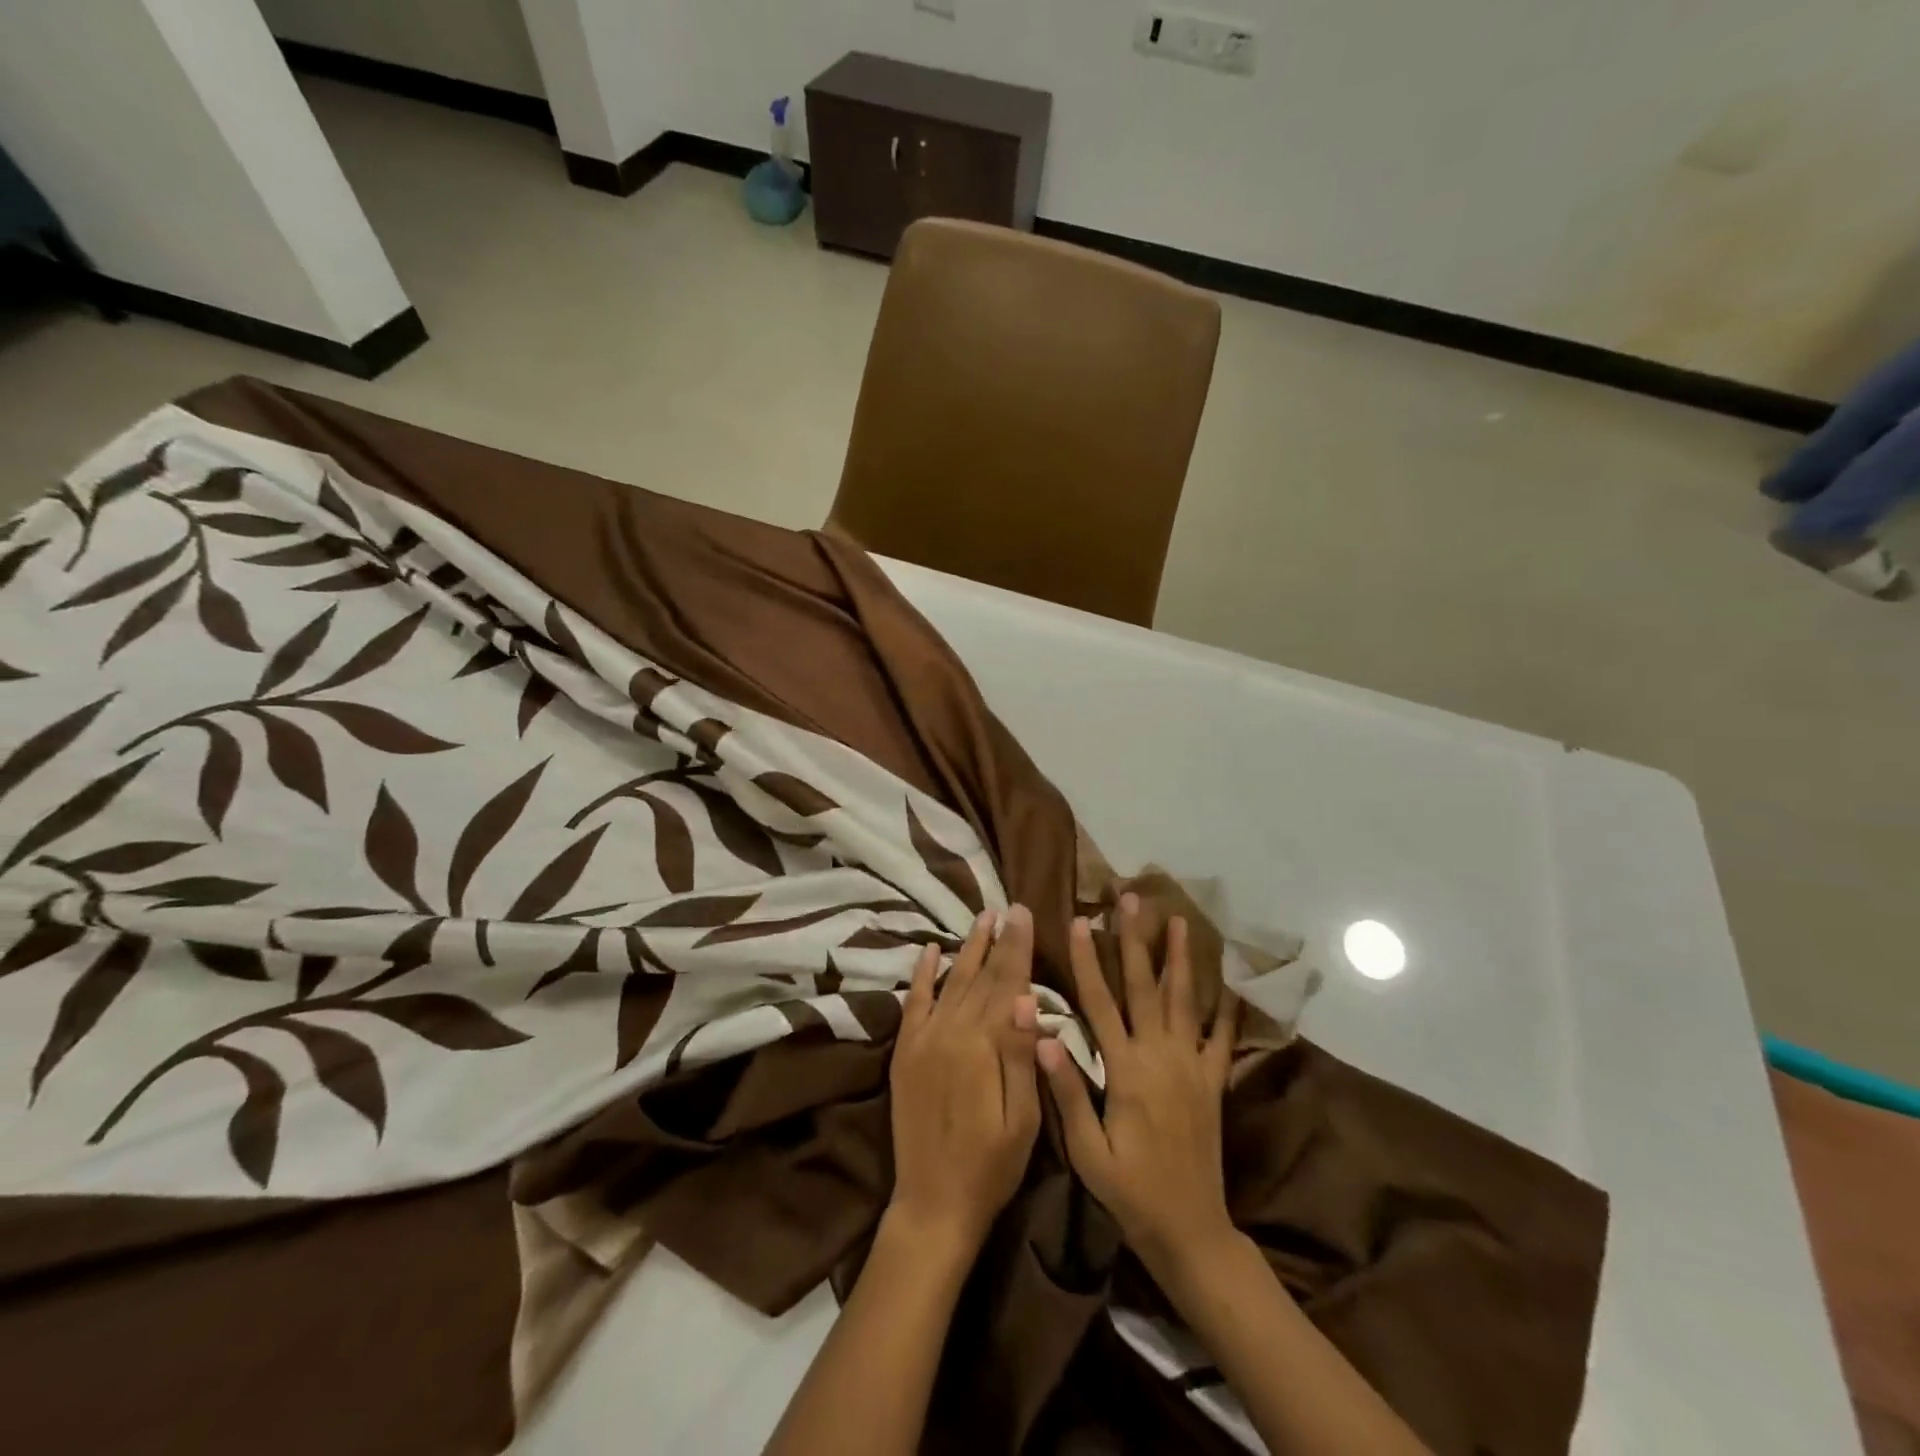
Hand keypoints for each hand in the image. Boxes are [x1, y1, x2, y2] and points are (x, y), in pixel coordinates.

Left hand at [888, 905, 1041, 1253]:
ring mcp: (923, 1039)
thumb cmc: (991, 1166)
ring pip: (950, 981)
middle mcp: (950, 1031)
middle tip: (1009, 907)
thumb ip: (1021, 1054)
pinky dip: (922, 975)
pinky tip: (931, 950)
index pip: (1006, 983)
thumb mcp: (1023, 1119)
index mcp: (983, 1045)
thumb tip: (1027, 996)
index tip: (1025, 912)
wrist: (933, 1203)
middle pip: (980, 976)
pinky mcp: (905, 1051)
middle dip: (998, 940)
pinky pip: (914, 1003)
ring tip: (982, 919)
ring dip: (966, 949)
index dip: (1017, 947)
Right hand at [1038, 896, 1240, 1282]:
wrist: (1191, 1231)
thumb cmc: (1130, 1192)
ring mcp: (1192, 1067)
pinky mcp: (1213, 1083)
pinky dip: (1226, 1008)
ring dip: (1180, 958)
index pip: (1100, 1003)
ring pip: (1186, 1000)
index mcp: (1126, 1070)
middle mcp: (1161, 1057)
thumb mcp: (1087, 1151)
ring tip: (1179, 921)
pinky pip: (1222, 1038)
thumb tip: (1041, 1036)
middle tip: (1131, 899)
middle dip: (1135, 939)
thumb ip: (1067, 1090)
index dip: (1086, 960)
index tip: (1077, 921)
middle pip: (1145, 987)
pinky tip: (1229, 983)